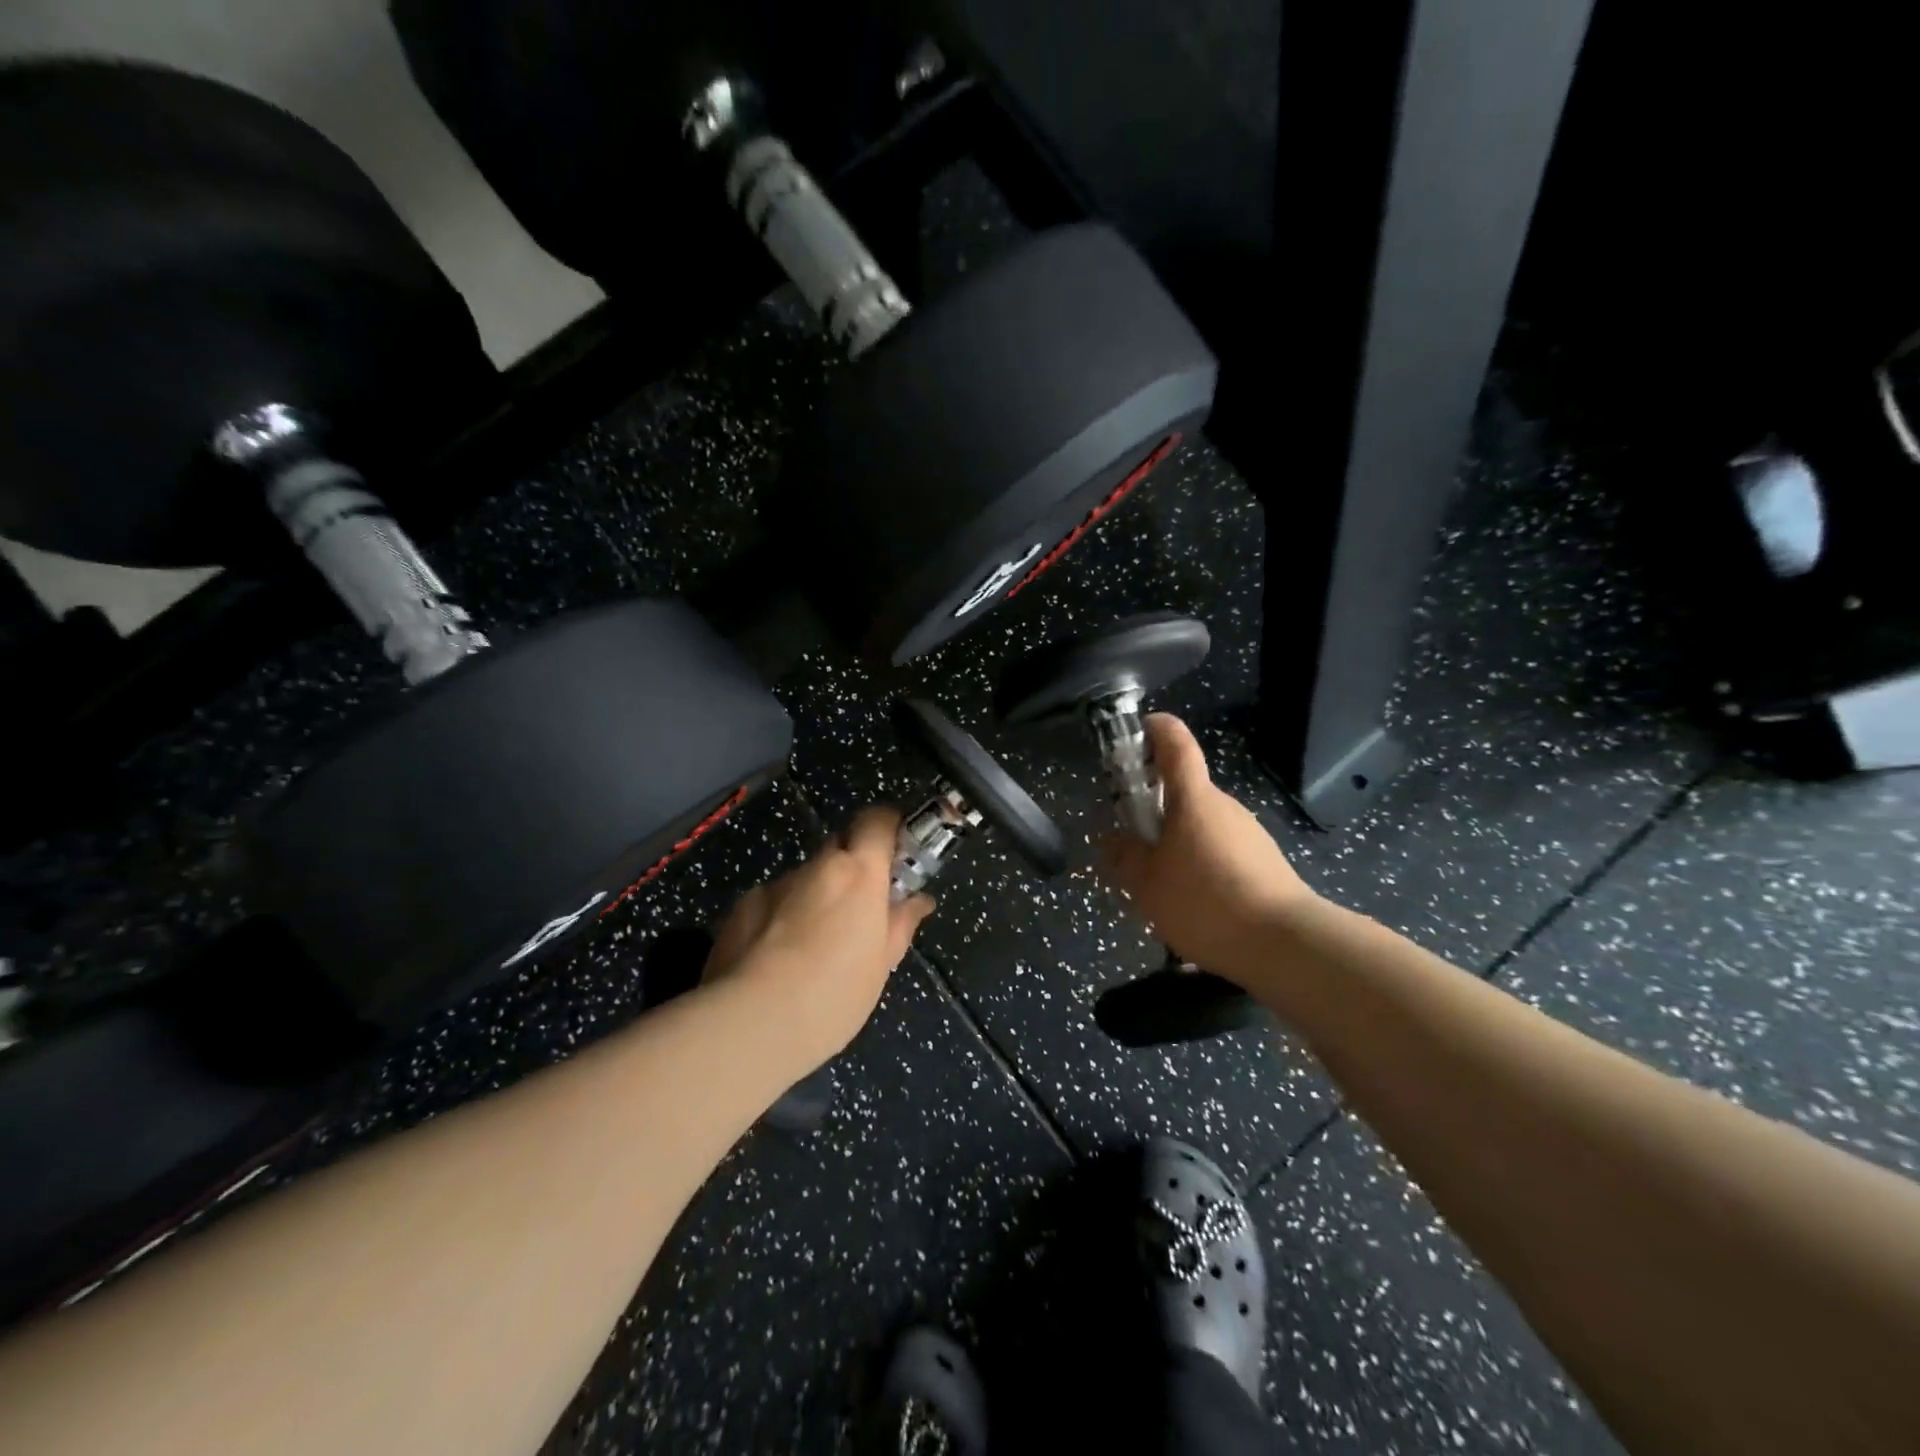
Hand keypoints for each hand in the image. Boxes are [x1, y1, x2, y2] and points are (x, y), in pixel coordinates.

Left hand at [702, 807, 934, 1070]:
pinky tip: (776, 960)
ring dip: (814, 897)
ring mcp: (774, 885)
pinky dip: (780, 918)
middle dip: (852, 866)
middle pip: (840, 845)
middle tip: (859, 907)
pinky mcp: (741, 907)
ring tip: (812, 948)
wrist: (751, 1024)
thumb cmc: (834, 996)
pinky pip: (772, 901)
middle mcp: (817, 867)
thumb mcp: (881, 965)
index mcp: (859, 874)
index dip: (888, 826)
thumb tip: (918, 901)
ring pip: (804, 879)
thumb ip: (900, 924)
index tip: (896, 851)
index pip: (877, 820)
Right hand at [1100, 715, 1316, 982]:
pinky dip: (1202, 866)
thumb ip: (1126, 856)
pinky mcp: (1265, 862)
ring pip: (1202, 826)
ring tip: (1162, 887)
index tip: (1138, 730)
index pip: (1176, 743)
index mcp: (1193, 798)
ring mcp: (1249, 833)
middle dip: (1156, 808)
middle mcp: (1224, 806)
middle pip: (1185, 791)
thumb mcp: (1147, 885)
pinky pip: (1222, 852)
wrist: (1285, 944)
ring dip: (1179, 842)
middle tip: (1133, 843)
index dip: (1156, 729)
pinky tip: (1196, 906)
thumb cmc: (1205, 902)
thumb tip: (1114, 839)